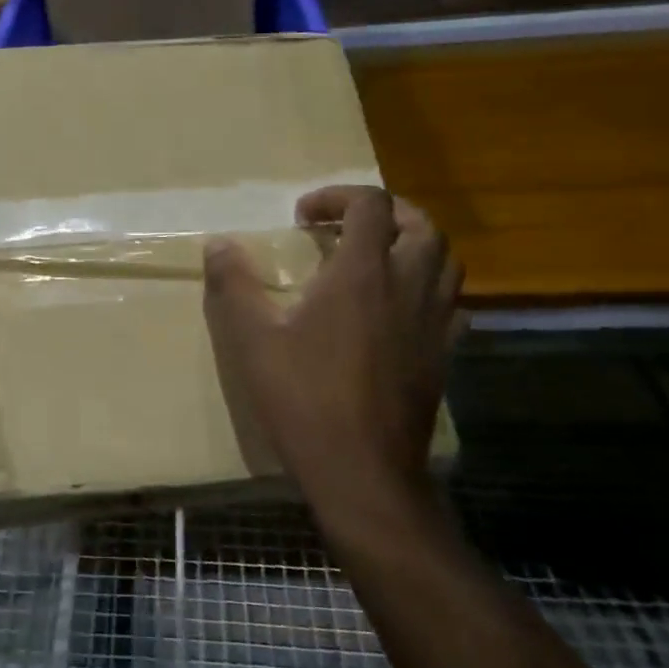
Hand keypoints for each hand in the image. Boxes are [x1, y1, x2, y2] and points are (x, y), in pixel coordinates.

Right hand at [203, 187, 461, 528]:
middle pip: (421, 224)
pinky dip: (428, 286)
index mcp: (363, 274)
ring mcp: (434, 321)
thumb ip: (234, 284)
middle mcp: (409, 286)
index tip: (303, 217)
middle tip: (346, 225)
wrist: (362, 470)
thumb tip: (217, 244)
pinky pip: (450, 301)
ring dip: (412, 243)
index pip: (370, 204)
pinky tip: (399, 307)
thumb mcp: (253, 339)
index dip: (337, 196)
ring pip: (445, 260)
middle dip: (385, 212)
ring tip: (376, 257)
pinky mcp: (444, 354)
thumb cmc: (304, 398)